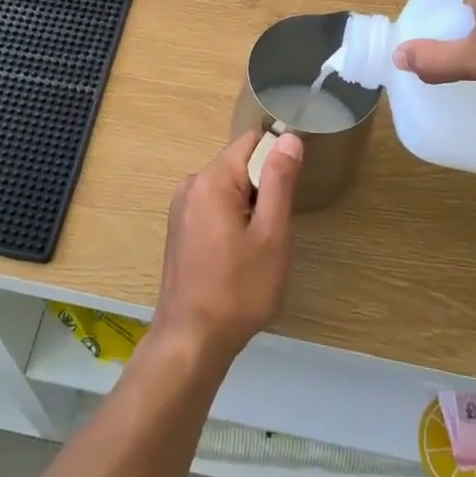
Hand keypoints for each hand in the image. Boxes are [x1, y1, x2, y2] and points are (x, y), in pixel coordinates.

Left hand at [152, 130, 302, 363]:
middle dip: (264, 186)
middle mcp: (191, 184)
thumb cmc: (239, 289)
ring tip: (261, 245)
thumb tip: (288, 137)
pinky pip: (215, 206)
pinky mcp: (180, 228)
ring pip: (228, 187)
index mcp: (212, 179)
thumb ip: (279, 181)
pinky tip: (240, 254)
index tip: (294, 185)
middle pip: (239, 163)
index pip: (252, 141)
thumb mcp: (271, 234)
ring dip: (250, 206)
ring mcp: (181, 207)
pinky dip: (233, 219)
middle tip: (278, 226)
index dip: (279, 155)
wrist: (192, 339)